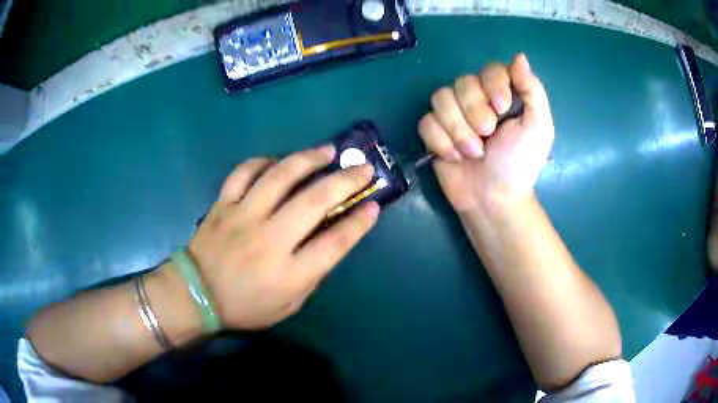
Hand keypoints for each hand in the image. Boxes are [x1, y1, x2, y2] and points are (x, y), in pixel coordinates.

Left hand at [187, 146, 378, 329]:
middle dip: (345, 180)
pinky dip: (263, 162)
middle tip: (363, 167)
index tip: (374, 205)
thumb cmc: (246, 306)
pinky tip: (277, 162)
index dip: (359, 222)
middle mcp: (269, 239)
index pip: (335, 242)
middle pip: (314, 201)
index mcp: (289, 273)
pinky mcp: (223, 204)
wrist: (197, 295)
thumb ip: (312, 275)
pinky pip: (244, 173)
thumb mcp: (289, 305)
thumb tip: (330, 240)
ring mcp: (243, 217)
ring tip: (327, 151)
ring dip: (308, 159)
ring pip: (279, 177)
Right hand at [418, 54, 553, 213]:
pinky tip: (455, 157)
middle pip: (462, 82)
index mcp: (501, 95)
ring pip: (440, 99)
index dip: (493, 85)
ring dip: (458, 129)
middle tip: (488, 136)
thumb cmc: (520, 163)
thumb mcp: (538, 127)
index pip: (490, 69)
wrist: (494, 199)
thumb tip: (519, 56)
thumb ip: (532, 90)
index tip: (503, 108)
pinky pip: (426, 122)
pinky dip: (441, 141)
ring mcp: (452, 115)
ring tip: (473, 153)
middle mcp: (475, 99)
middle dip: (475, 112)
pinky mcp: (434, 133)